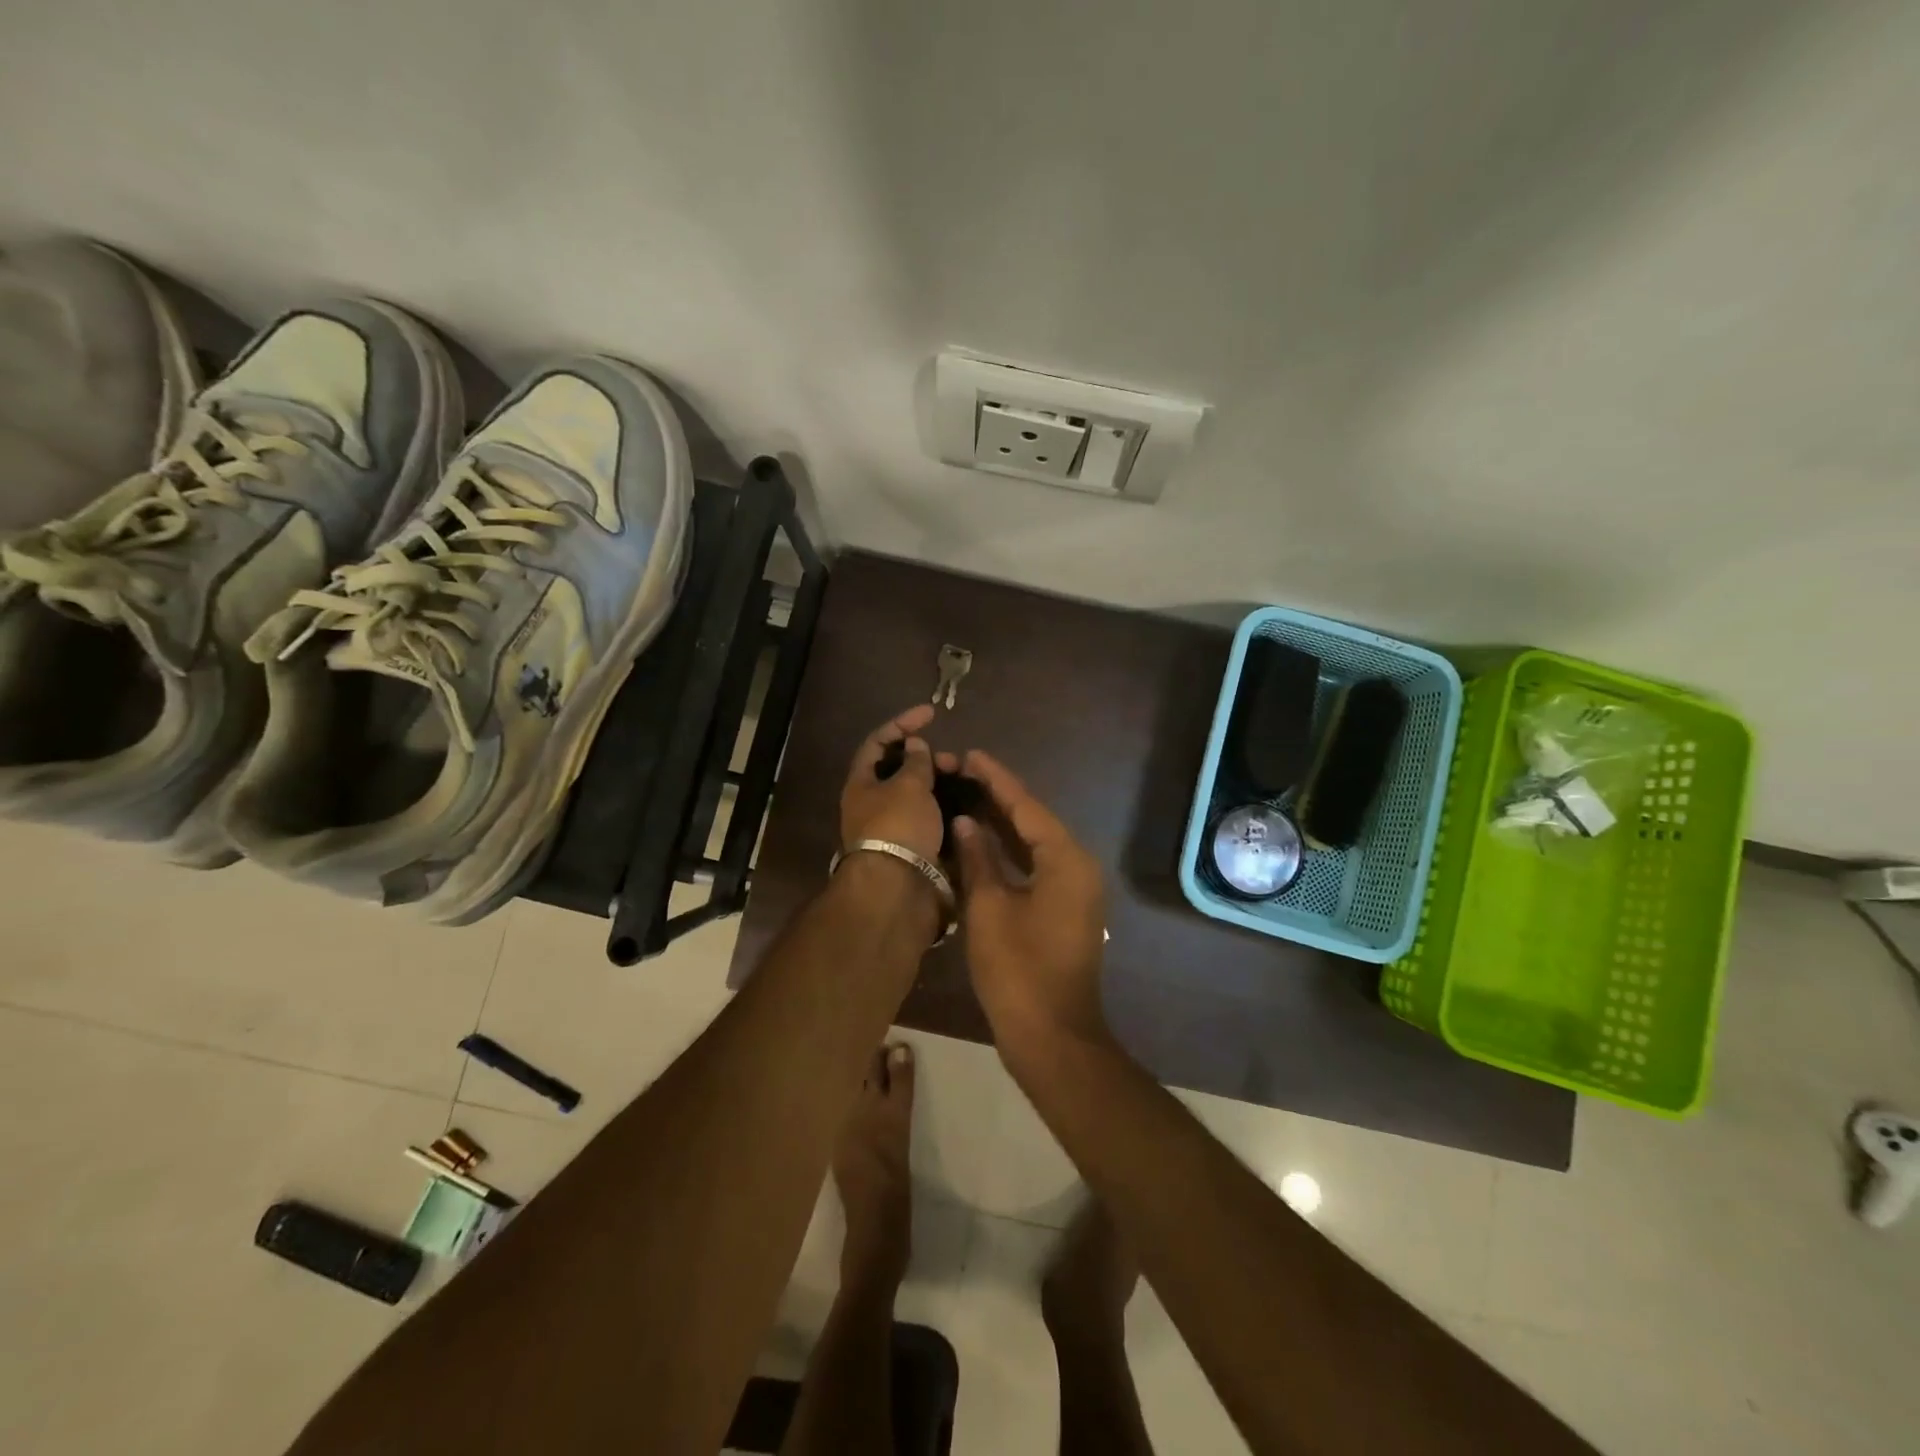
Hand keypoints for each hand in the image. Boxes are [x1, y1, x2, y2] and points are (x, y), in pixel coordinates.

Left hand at [839, 704, 956, 865]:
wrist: (900, 888)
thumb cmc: (898, 826)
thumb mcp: (909, 785)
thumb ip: (916, 762)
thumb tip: (915, 745)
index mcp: (862, 784)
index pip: (878, 743)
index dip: (902, 724)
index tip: (931, 714)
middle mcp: (874, 804)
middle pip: (901, 771)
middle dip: (929, 760)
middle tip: (954, 761)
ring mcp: (895, 828)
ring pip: (920, 797)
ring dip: (942, 786)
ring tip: (967, 783)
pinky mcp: (914, 848)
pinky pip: (932, 820)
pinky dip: (948, 811)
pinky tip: (968, 807)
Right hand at [950, 750, 1109, 1059]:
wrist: (1052, 1037)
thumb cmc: (1018, 970)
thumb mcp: (989, 908)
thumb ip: (977, 858)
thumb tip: (966, 823)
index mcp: (1066, 859)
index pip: (1026, 806)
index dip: (995, 779)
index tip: (970, 754)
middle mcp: (1077, 867)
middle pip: (1033, 821)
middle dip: (997, 797)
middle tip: (960, 773)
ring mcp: (1074, 890)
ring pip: (1034, 844)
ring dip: (1002, 824)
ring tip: (965, 797)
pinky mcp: (1064, 909)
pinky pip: (1035, 867)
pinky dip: (1009, 853)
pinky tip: (980, 843)